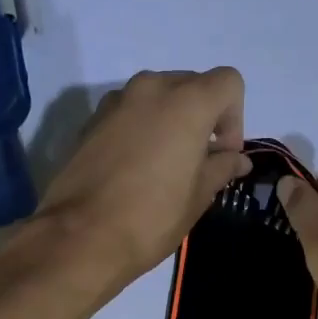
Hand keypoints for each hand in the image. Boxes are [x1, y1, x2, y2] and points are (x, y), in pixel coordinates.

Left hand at [36, 68, 252, 298]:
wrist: (80, 236)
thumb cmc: (152, 217)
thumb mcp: (198, 196)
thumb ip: (221, 168)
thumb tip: (237, 160)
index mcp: (186, 102)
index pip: (228, 82)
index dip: (234, 118)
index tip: (222, 155)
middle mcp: (151, 88)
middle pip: (193, 84)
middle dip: (204, 117)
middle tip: (199, 161)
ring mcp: (117, 101)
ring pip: (159, 96)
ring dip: (172, 121)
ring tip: (166, 165)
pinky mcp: (92, 120)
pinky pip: (131, 112)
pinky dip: (143, 128)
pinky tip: (136, 168)